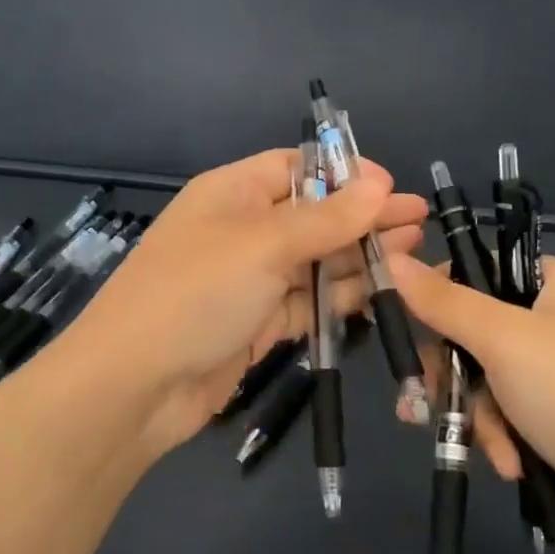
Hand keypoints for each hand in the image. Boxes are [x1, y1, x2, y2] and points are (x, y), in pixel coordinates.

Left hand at [65, 150, 426, 456]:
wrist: (134, 386)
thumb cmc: (195, 293)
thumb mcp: (263, 244)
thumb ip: (326, 219)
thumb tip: (379, 184)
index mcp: (233, 193)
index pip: (296, 167)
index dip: (343, 173)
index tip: (391, 187)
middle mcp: (243, 231)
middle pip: (313, 215)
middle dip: (364, 217)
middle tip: (419, 221)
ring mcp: (250, 280)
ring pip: (315, 261)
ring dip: (360, 256)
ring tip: (415, 251)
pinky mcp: (258, 324)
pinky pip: (308, 302)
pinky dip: (341, 297)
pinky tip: (383, 290)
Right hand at [390, 253, 554, 553]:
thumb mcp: (504, 340)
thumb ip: (444, 302)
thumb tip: (392, 258)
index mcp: (554, 281)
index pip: (476, 270)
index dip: (436, 297)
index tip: (405, 330)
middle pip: (472, 330)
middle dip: (454, 374)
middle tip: (428, 400)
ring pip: (483, 378)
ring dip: (478, 415)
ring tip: (491, 447)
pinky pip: (505, 412)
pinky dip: (500, 436)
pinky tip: (510, 463)